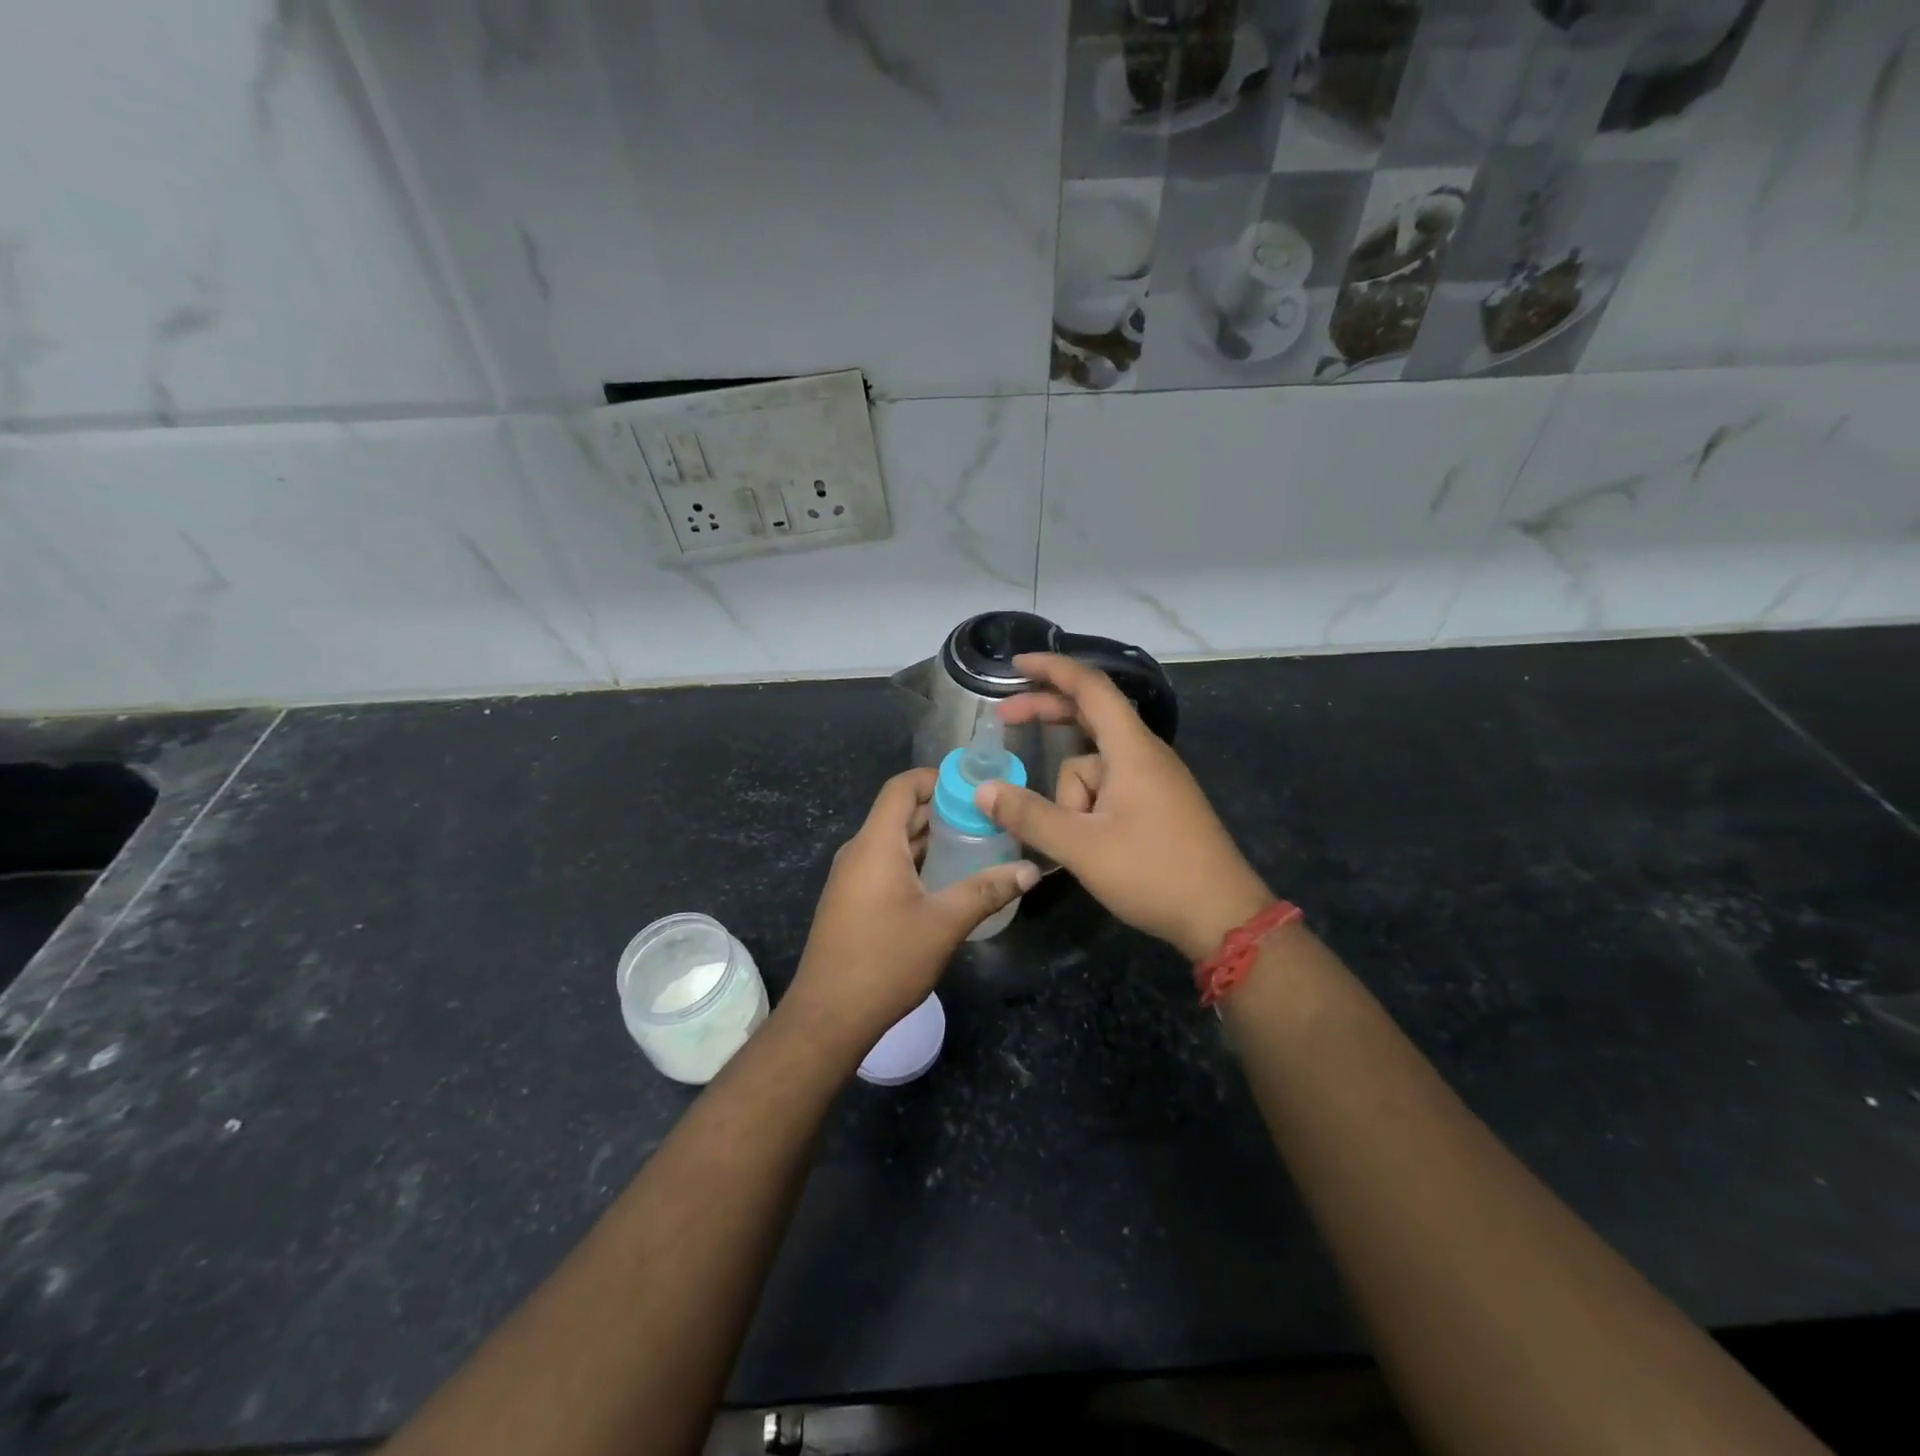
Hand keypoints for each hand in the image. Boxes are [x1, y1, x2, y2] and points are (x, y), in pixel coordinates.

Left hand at [782, 768, 1038, 1058]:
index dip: (936, 779)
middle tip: (987, 820)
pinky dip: (916, 861)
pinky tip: (946, 882)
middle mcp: (859, 852)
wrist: (828, 1017)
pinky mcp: (851, 901)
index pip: (902, 787)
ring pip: (894, 841)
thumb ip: (987, 890)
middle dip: (942, 811)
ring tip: (976, 846)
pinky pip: (886, 864)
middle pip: (900, 813)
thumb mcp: (944, 923)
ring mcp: (851, 878)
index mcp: (875, 844)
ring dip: (931, 839)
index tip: (974, 789)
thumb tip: (1031, 870)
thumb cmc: (885, 961)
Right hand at [978, 653, 1272, 960]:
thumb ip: (1030, 816)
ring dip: (1070, 795)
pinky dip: (1086, 804)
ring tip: (1073, 843)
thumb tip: (983, 791)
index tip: (1015, 664)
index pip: (1090, 687)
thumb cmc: (1154, 873)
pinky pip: (1109, 786)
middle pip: (1089, 717)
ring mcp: (1153, 779)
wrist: (1223, 916)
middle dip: (1046, 716)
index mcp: (1132, 750)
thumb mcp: (1082, 847)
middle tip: (1004, 720)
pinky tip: (1081, 840)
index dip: (1051, 669)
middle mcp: (1145, 754)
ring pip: (1094, 767)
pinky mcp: (1156, 803)